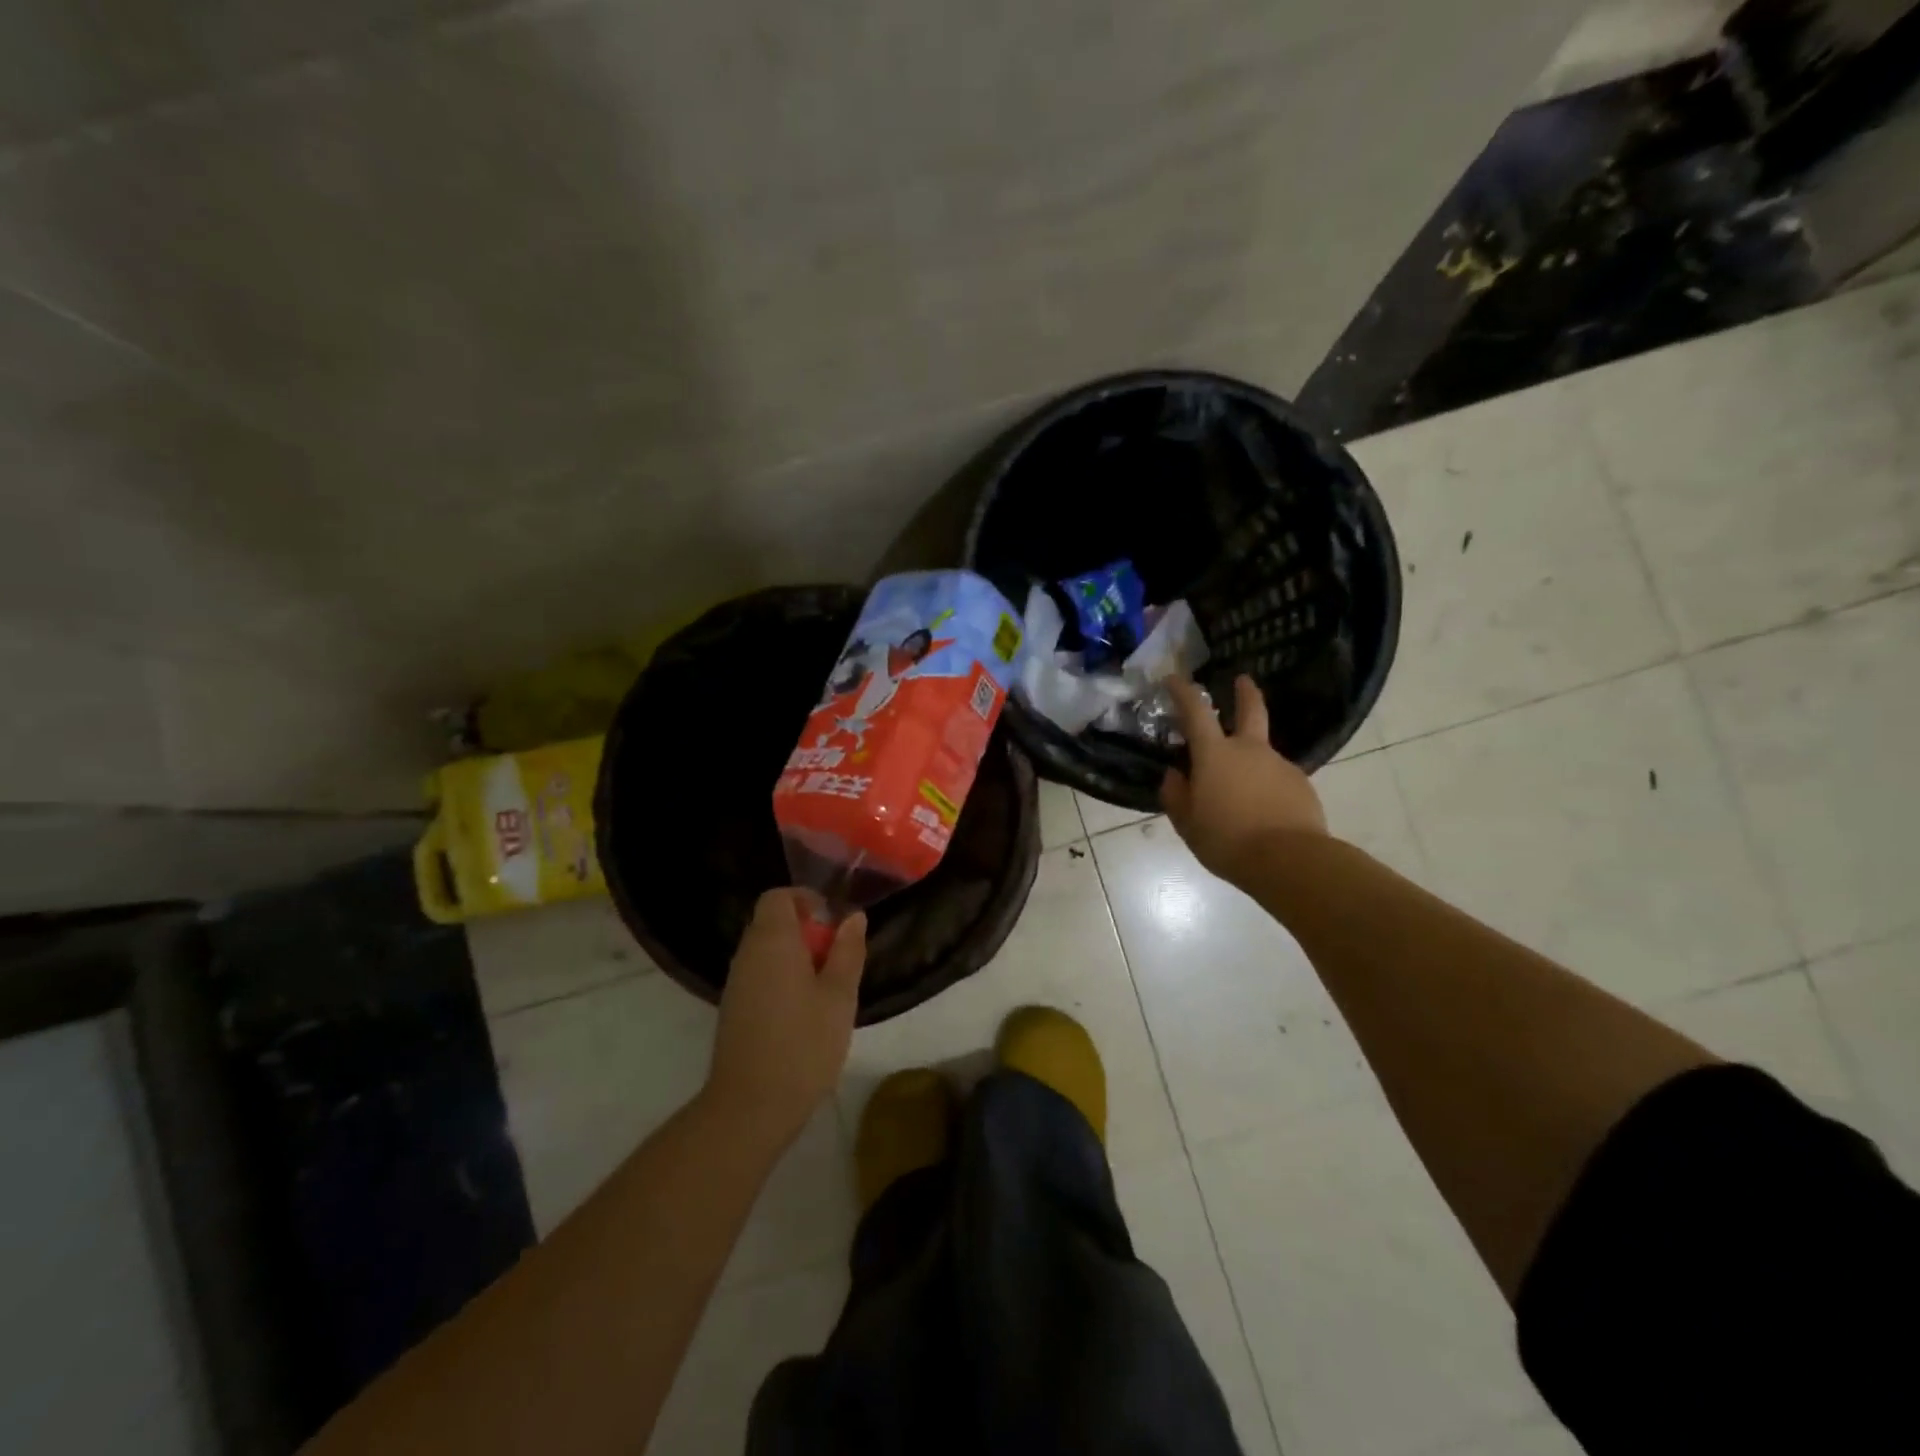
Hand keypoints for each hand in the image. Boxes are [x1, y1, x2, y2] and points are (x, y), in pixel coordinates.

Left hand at [703, 890, 865, 1148]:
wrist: (750, 1107)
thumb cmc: (803, 1044)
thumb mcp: (839, 995)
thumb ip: (848, 951)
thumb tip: (854, 917)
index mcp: (772, 940)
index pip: (778, 897)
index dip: (806, 900)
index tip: (833, 922)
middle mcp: (747, 954)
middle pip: (772, 922)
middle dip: (807, 931)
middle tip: (838, 960)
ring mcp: (736, 983)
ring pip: (767, 951)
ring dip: (796, 957)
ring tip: (826, 989)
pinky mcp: (734, 1009)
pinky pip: (760, 975)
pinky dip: (782, 979)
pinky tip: (805, 1012)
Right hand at [1161, 676, 1326, 885]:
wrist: (1290, 861)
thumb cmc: (1227, 840)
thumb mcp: (1187, 824)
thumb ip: (1176, 795)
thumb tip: (1175, 775)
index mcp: (1215, 755)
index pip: (1195, 711)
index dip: (1183, 691)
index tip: (1174, 679)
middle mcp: (1249, 750)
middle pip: (1250, 710)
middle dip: (1245, 692)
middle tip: (1242, 680)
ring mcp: (1279, 765)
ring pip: (1261, 754)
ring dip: (1250, 763)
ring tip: (1241, 797)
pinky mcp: (1301, 785)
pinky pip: (1277, 779)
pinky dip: (1267, 788)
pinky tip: (1263, 813)